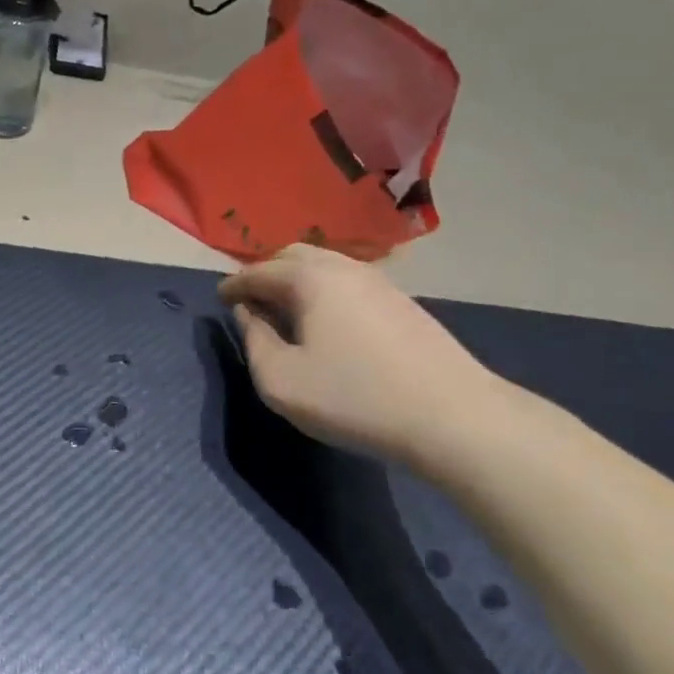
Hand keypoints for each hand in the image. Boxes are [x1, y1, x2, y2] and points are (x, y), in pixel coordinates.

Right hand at [218, 245, 506, 463]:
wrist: (454, 417)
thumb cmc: (355, 397)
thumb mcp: (281, 381)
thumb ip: (254, 342)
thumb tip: (249, 315)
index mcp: (309, 278)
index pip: (258, 272)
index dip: (233, 285)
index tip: (219, 299)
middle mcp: (343, 267)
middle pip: (292, 256)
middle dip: (265, 273)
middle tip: (251, 301)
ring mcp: (379, 282)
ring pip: (325, 266)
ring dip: (297, 281)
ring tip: (285, 311)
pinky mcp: (402, 302)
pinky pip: (348, 282)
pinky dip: (324, 291)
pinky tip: (327, 321)